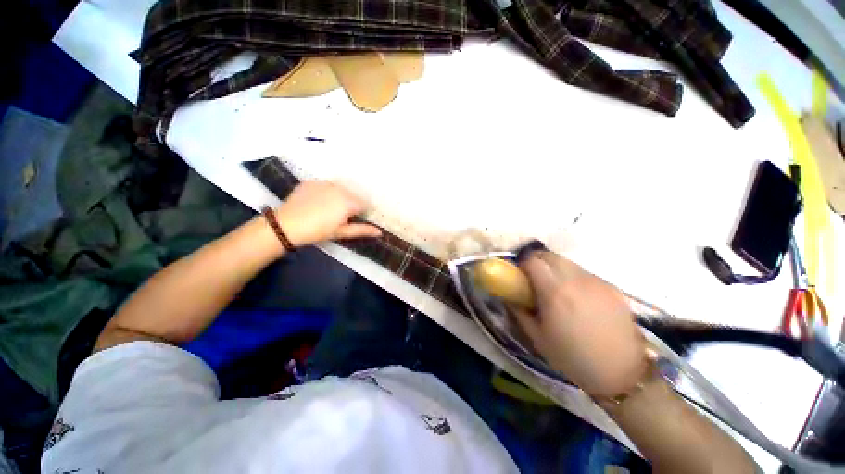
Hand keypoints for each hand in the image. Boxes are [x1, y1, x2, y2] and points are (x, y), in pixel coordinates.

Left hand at [275, 182, 381, 246]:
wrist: (286, 225)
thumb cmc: (318, 231)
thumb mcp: (341, 232)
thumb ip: (362, 230)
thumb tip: (380, 232)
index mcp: (349, 201)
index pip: (364, 204)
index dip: (361, 213)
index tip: (353, 220)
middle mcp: (340, 188)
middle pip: (353, 195)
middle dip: (350, 205)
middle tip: (339, 217)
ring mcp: (324, 183)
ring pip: (340, 190)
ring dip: (339, 198)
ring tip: (326, 210)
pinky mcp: (311, 182)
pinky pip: (325, 186)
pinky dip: (325, 193)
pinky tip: (316, 203)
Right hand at [514, 244, 645, 397]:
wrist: (622, 373)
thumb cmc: (573, 358)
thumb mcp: (537, 338)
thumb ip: (519, 312)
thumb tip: (510, 296)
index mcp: (555, 292)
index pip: (533, 261)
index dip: (523, 264)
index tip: (521, 275)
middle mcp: (576, 280)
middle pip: (551, 256)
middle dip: (538, 262)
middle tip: (535, 278)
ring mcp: (596, 282)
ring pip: (569, 263)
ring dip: (556, 269)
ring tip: (557, 289)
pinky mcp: (612, 288)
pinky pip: (586, 274)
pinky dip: (574, 278)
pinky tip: (578, 298)